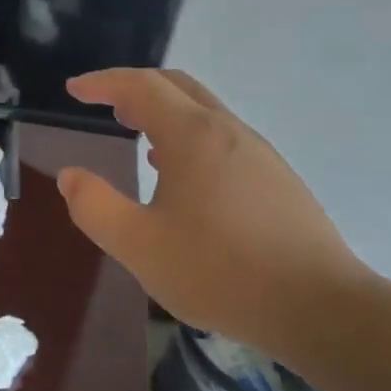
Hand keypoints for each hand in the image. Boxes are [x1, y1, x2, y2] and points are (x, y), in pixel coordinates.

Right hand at [56, 68, 368, 351]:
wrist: (319, 308)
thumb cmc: (220, 272)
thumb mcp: (139, 245)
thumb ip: (95, 207)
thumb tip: (70, 176)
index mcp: (193, 136)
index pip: (141, 87)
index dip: (103, 82)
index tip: (74, 89)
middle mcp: (229, 132)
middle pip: (177, 87)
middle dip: (135, 88)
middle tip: (104, 104)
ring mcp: (259, 154)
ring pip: (204, 112)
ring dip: (164, 112)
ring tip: (136, 133)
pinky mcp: (277, 179)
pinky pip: (223, 138)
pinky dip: (189, 136)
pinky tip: (180, 174)